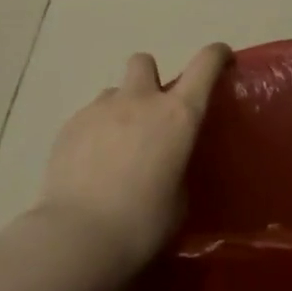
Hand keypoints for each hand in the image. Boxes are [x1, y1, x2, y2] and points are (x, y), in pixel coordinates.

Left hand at [32, 43, 232, 279]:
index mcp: (177, 115)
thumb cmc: (142, 224)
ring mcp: (99, 109)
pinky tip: (90, 167)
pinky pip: (89, 117)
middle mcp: (139, 101)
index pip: (204, 66)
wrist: (78, 235)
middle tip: (150, 113)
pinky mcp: (69, 125)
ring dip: (120, 110)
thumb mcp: (178, 201)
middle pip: (145, 61)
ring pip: (114, 92)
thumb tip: (165, 163)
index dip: (216, 55)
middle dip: (150, 79)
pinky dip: (95, 133)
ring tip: (116, 149)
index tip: (221, 57)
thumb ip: (176, 168)